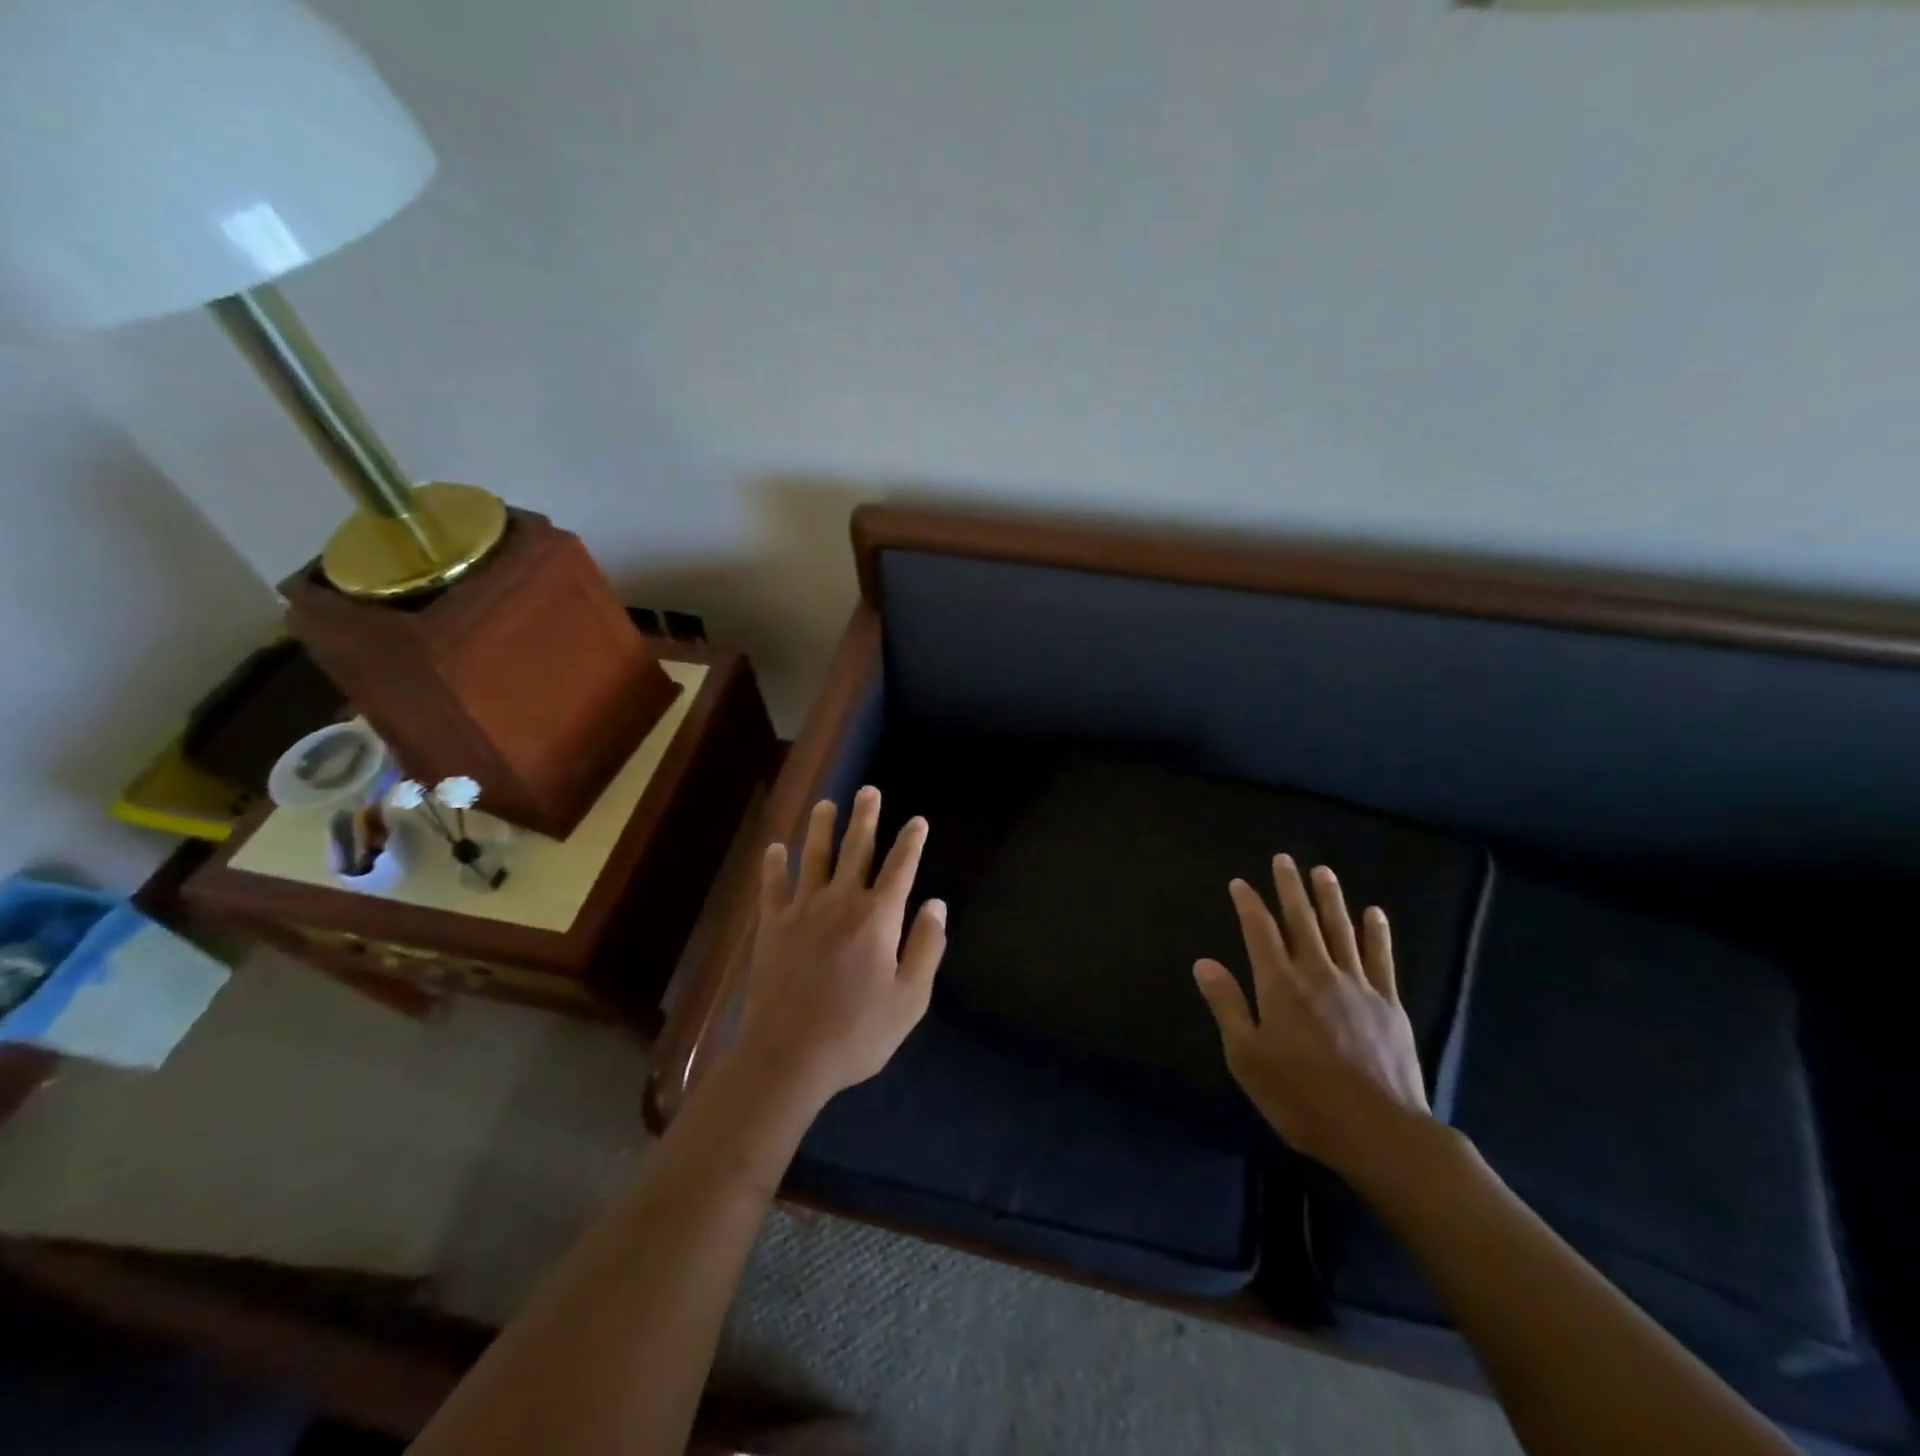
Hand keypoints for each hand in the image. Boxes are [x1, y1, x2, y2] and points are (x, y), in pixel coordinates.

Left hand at [732, 786, 946, 1111]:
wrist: (789, 1056)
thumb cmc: (858, 1032)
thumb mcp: (910, 999)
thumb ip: (926, 947)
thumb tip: (937, 904)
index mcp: (878, 917)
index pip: (900, 868)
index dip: (911, 842)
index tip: (917, 821)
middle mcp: (841, 902)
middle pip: (856, 849)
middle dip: (865, 818)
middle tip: (868, 791)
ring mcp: (802, 910)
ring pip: (813, 857)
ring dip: (821, 828)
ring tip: (826, 805)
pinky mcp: (772, 926)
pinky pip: (773, 886)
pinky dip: (774, 865)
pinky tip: (775, 848)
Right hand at [1193, 855, 1433, 1188]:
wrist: (1378, 1130)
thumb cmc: (1301, 1097)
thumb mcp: (1246, 1056)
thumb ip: (1227, 1005)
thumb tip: (1203, 962)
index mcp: (1279, 986)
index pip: (1259, 932)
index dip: (1248, 904)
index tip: (1240, 882)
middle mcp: (1317, 974)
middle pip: (1301, 921)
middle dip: (1290, 888)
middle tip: (1284, 859)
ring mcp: (1357, 986)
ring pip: (1341, 930)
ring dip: (1330, 898)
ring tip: (1323, 871)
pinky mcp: (1388, 1004)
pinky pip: (1380, 958)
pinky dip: (1376, 933)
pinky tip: (1373, 913)